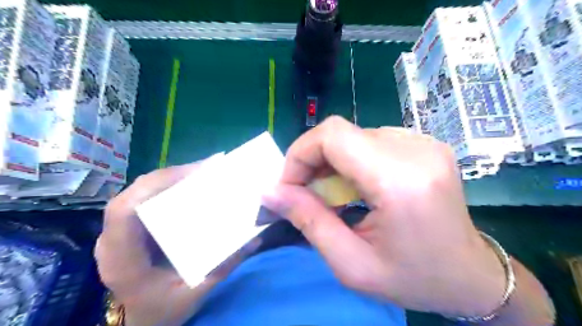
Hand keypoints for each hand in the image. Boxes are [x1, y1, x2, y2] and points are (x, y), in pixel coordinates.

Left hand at [96, 160, 259, 325]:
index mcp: (123, 259)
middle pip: (133, 192)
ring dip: (170, 177)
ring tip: (201, 173)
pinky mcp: (130, 227)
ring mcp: (119, 231)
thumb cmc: (162, 310)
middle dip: (171, 175)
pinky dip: (168, 185)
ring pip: (139, 191)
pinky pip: (145, 197)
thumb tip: (254, 239)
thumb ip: (223, 267)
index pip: (125, 210)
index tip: (193, 175)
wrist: (140, 320)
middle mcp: (113, 239)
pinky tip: (189, 185)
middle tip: (207, 169)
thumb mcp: (196, 293)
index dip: (156, 185)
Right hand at [265, 117, 505, 317]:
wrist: (471, 276)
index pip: (333, 136)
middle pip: (341, 132)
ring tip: (334, 194)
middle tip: (307, 194)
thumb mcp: (352, 264)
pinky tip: (358, 185)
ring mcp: (424, 143)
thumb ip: (308, 222)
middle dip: (313, 161)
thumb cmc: (414, 279)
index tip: (290, 187)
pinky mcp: (425, 144)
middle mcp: (416, 151)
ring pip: (354, 135)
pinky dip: (353, 159)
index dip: (300, 154)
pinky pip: (372, 140)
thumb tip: (270, 192)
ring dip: (333, 161)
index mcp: (400, 181)